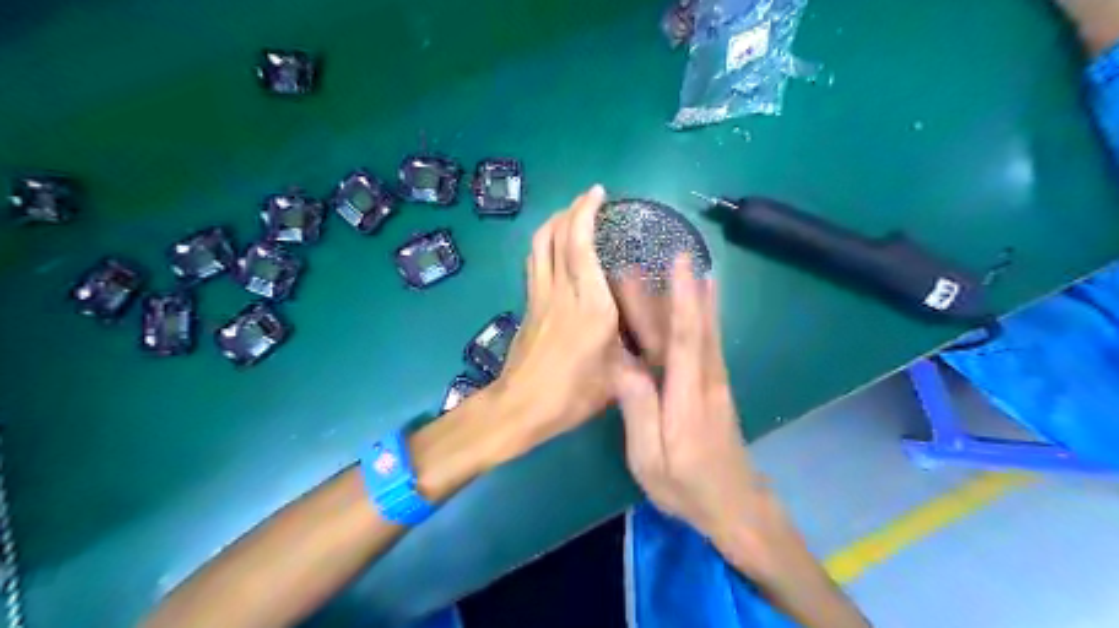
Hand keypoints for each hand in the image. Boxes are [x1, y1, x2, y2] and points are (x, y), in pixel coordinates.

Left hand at [492, 186, 625, 461]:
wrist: (521, 407)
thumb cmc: (573, 395)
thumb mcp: (618, 375)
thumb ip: (636, 349)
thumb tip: (652, 335)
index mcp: (590, 305)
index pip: (581, 245)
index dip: (586, 213)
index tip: (597, 193)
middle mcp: (562, 291)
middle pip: (555, 236)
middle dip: (570, 210)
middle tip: (588, 201)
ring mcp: (539, 296)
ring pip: (539, 245)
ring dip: (553, 223)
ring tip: (571, 216)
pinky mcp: (528, 305)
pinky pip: (534, 262)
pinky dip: (545, 244)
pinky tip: (556, 249)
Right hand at [608, 256, 764, 547]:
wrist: (733, 504)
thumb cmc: (686, 486)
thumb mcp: (650, 459)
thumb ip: (638, 411)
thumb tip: (621, 364)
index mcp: (686, 396)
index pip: (684, 337)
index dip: (682, 297)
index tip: (679, 262)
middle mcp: (705, 378)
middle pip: (690, 326)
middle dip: (672, 290)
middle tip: (649, 260)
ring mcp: (713, 379)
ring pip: (703, 329)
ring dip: (692, 295)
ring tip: (681, 264)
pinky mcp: (714, 383)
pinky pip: (706, 340)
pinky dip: (703, 314)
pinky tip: (700, 300)